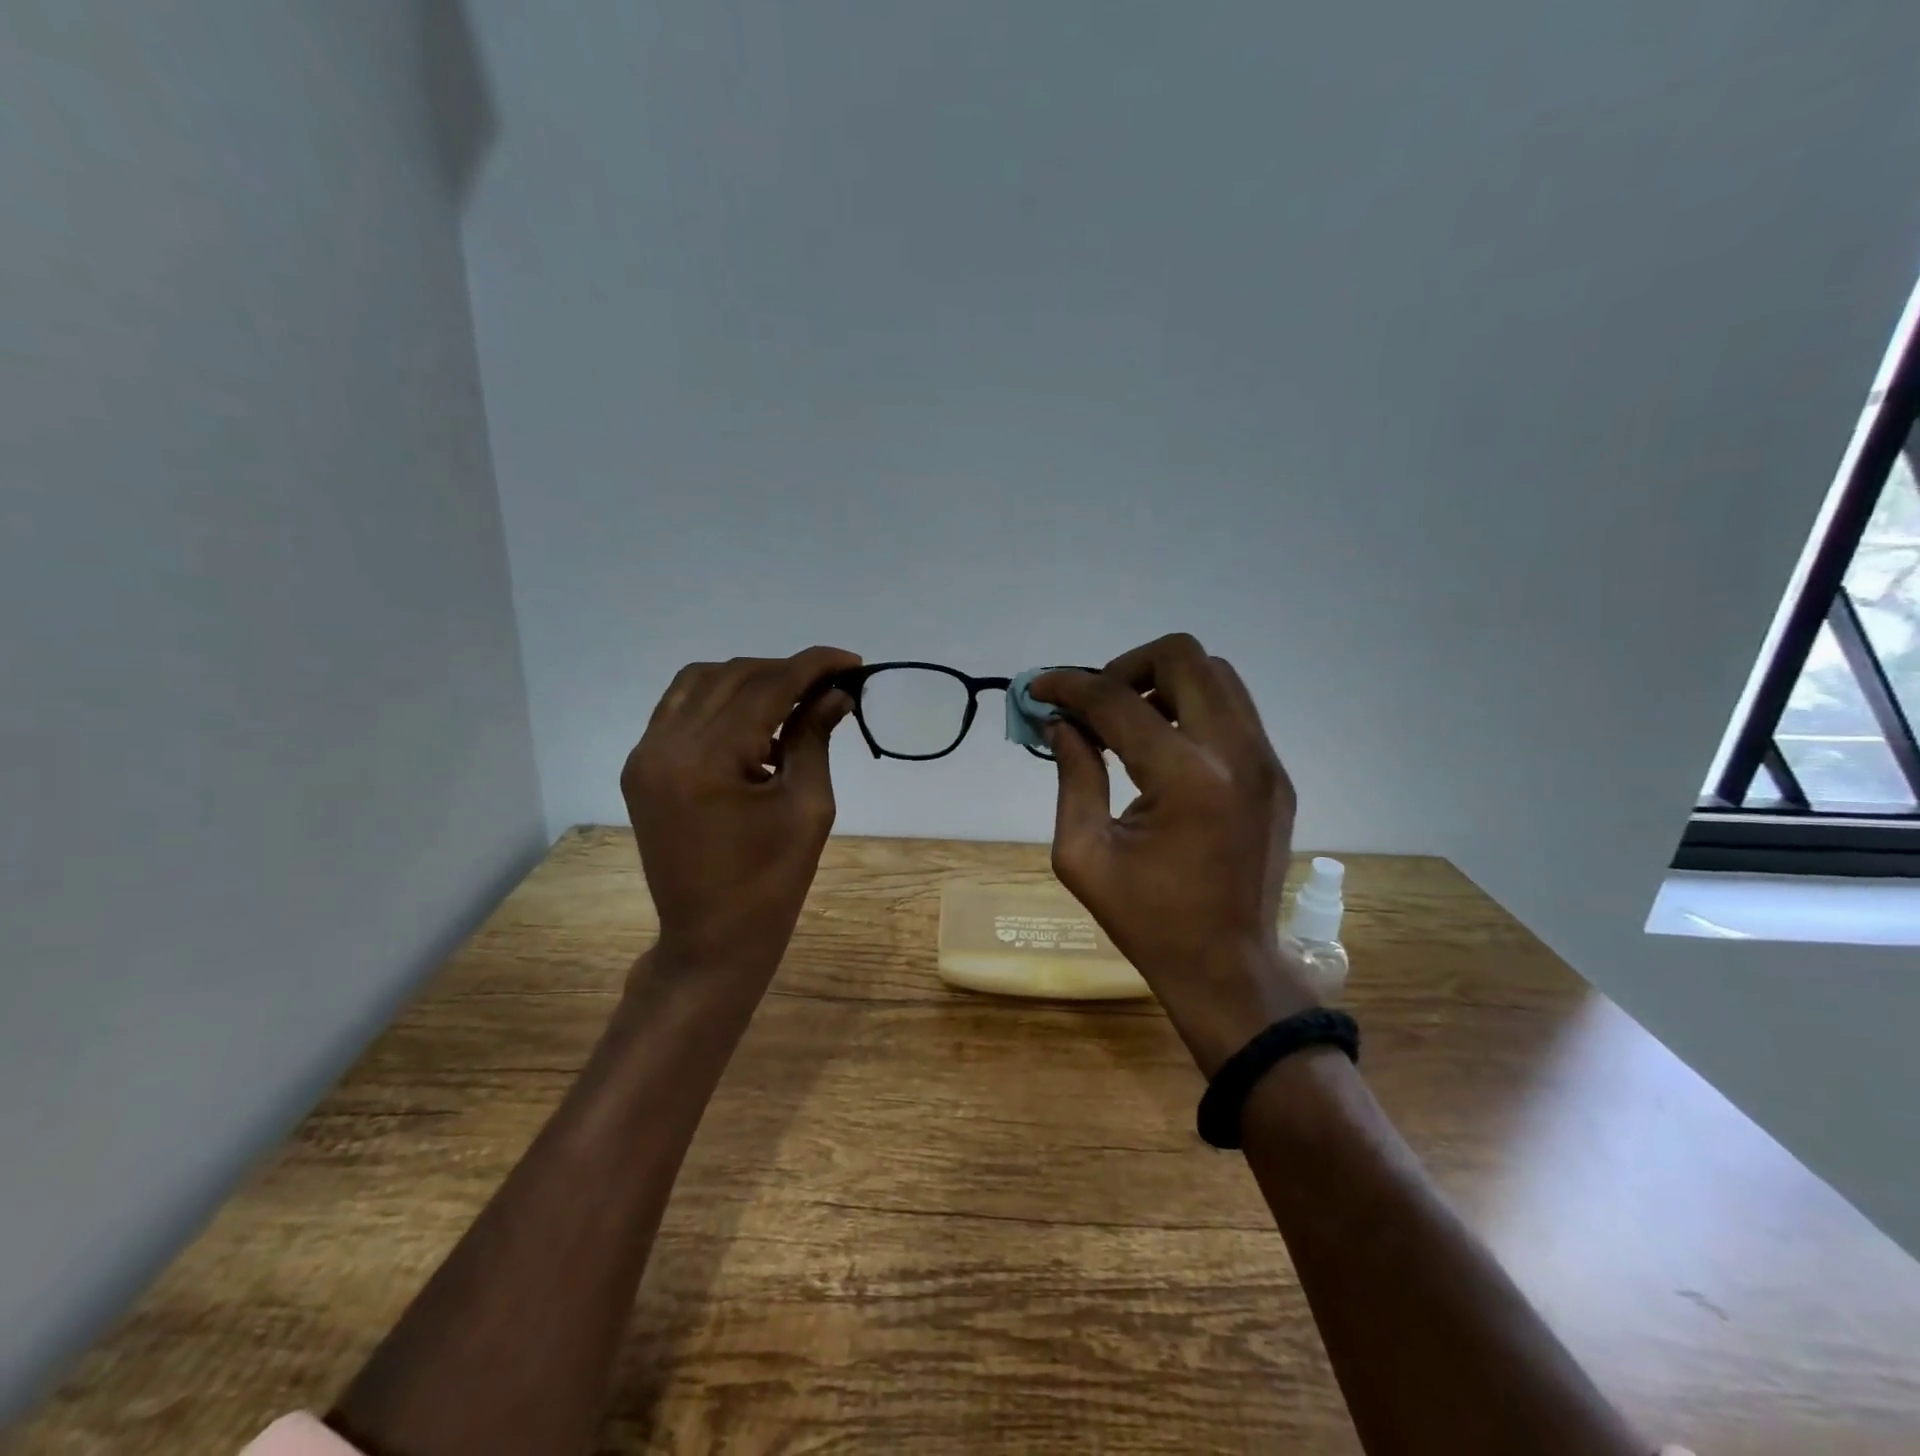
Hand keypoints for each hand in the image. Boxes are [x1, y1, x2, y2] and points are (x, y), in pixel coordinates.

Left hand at [621, 647, 859, 980]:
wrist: (710, 939)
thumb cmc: (771, 883)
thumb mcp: (807, 808)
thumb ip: (814, 738)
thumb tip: (836, 694)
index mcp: (707, 760)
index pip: (766, 686)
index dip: (813, 666)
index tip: (852, 662)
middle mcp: (665, 745)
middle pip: (732, 676)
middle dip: (786, 671)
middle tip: (831, 684)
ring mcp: (645, 755)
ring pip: (700, 682)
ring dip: (751, 680)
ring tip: (794, 698)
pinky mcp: (642, 768)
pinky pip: (680, 709)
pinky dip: (720, 701)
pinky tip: (754, 723)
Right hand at [1032, 634, 1316, 1075]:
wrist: (1229, 969)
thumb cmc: (1147, 921)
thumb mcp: (1083, 855)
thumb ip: (1073, 776)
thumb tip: (1061, 723)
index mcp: (1185, 779)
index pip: (1118, 701)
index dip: (1070, 687)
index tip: (1039, 689)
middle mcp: (1236, 754)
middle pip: (1184, 657)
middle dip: (1126, 666)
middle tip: (1095, 705)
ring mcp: (1266, 762)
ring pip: (1217, 675)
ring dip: (1163, 683)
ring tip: (1128, 723)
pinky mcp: (1277, 776)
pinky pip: (1233, 712)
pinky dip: (1191, 711)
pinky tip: (1163, 750)